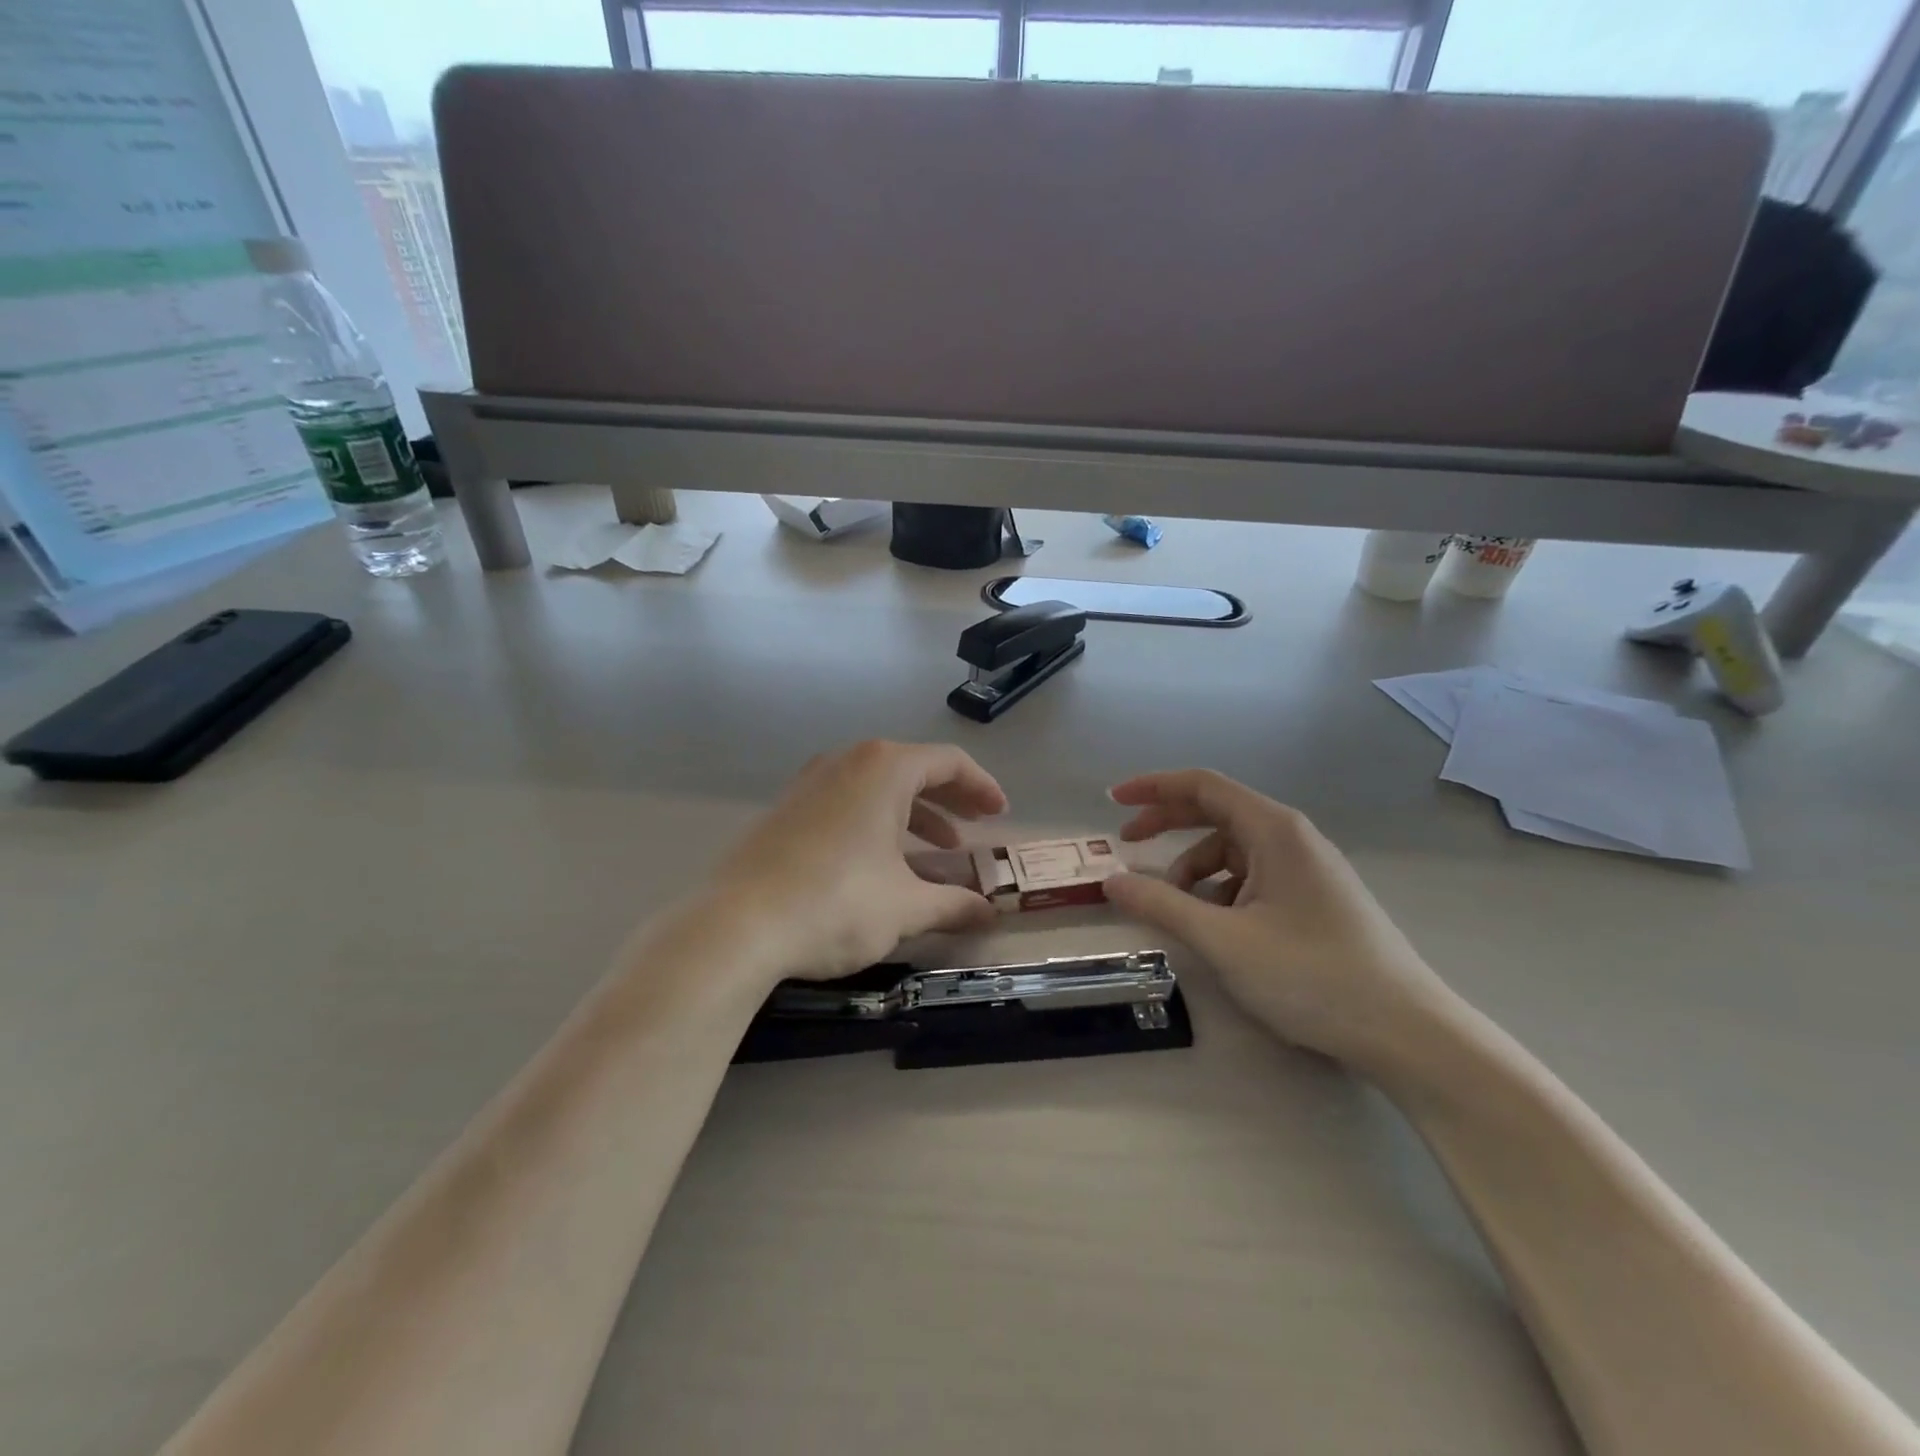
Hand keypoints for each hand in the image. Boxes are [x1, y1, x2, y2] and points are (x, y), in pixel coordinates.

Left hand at [709, 740, 1007, 982]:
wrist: (738, 925)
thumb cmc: (837, 903)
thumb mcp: (906, 908)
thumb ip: (954, 905)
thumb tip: (989, 916)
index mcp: (884, 768)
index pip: (948, 762)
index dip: (981, 786)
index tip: (1000, 814)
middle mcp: (846, 762)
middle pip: (913, 769)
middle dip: (950, 799)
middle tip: (976, 826)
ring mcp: (809, 783)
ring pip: (877, 788)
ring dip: (914, 814)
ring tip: (938, 850)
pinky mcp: (786, 810)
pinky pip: (847, 803)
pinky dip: (877, 822)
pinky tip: (883, 862)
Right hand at [1102, 770, 1455, 1070]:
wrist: (1406, 1032)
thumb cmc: (1311, 975)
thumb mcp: (1223, 940)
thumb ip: (1160, 905)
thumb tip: (1110, 880)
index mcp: (1273, 830)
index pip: (1202, 785)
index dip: (1153, 788)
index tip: (1113, 802)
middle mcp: (1292, 838)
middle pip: (1216, 813)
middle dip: (1167, 826)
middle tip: (1125, 846)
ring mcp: (1307, 869)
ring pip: (1233, 852)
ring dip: (1194, 871)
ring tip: (1177, 911)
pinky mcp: (1315, 899)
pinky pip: (1253, 879)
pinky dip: (1221, 893)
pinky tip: (1217, 929)